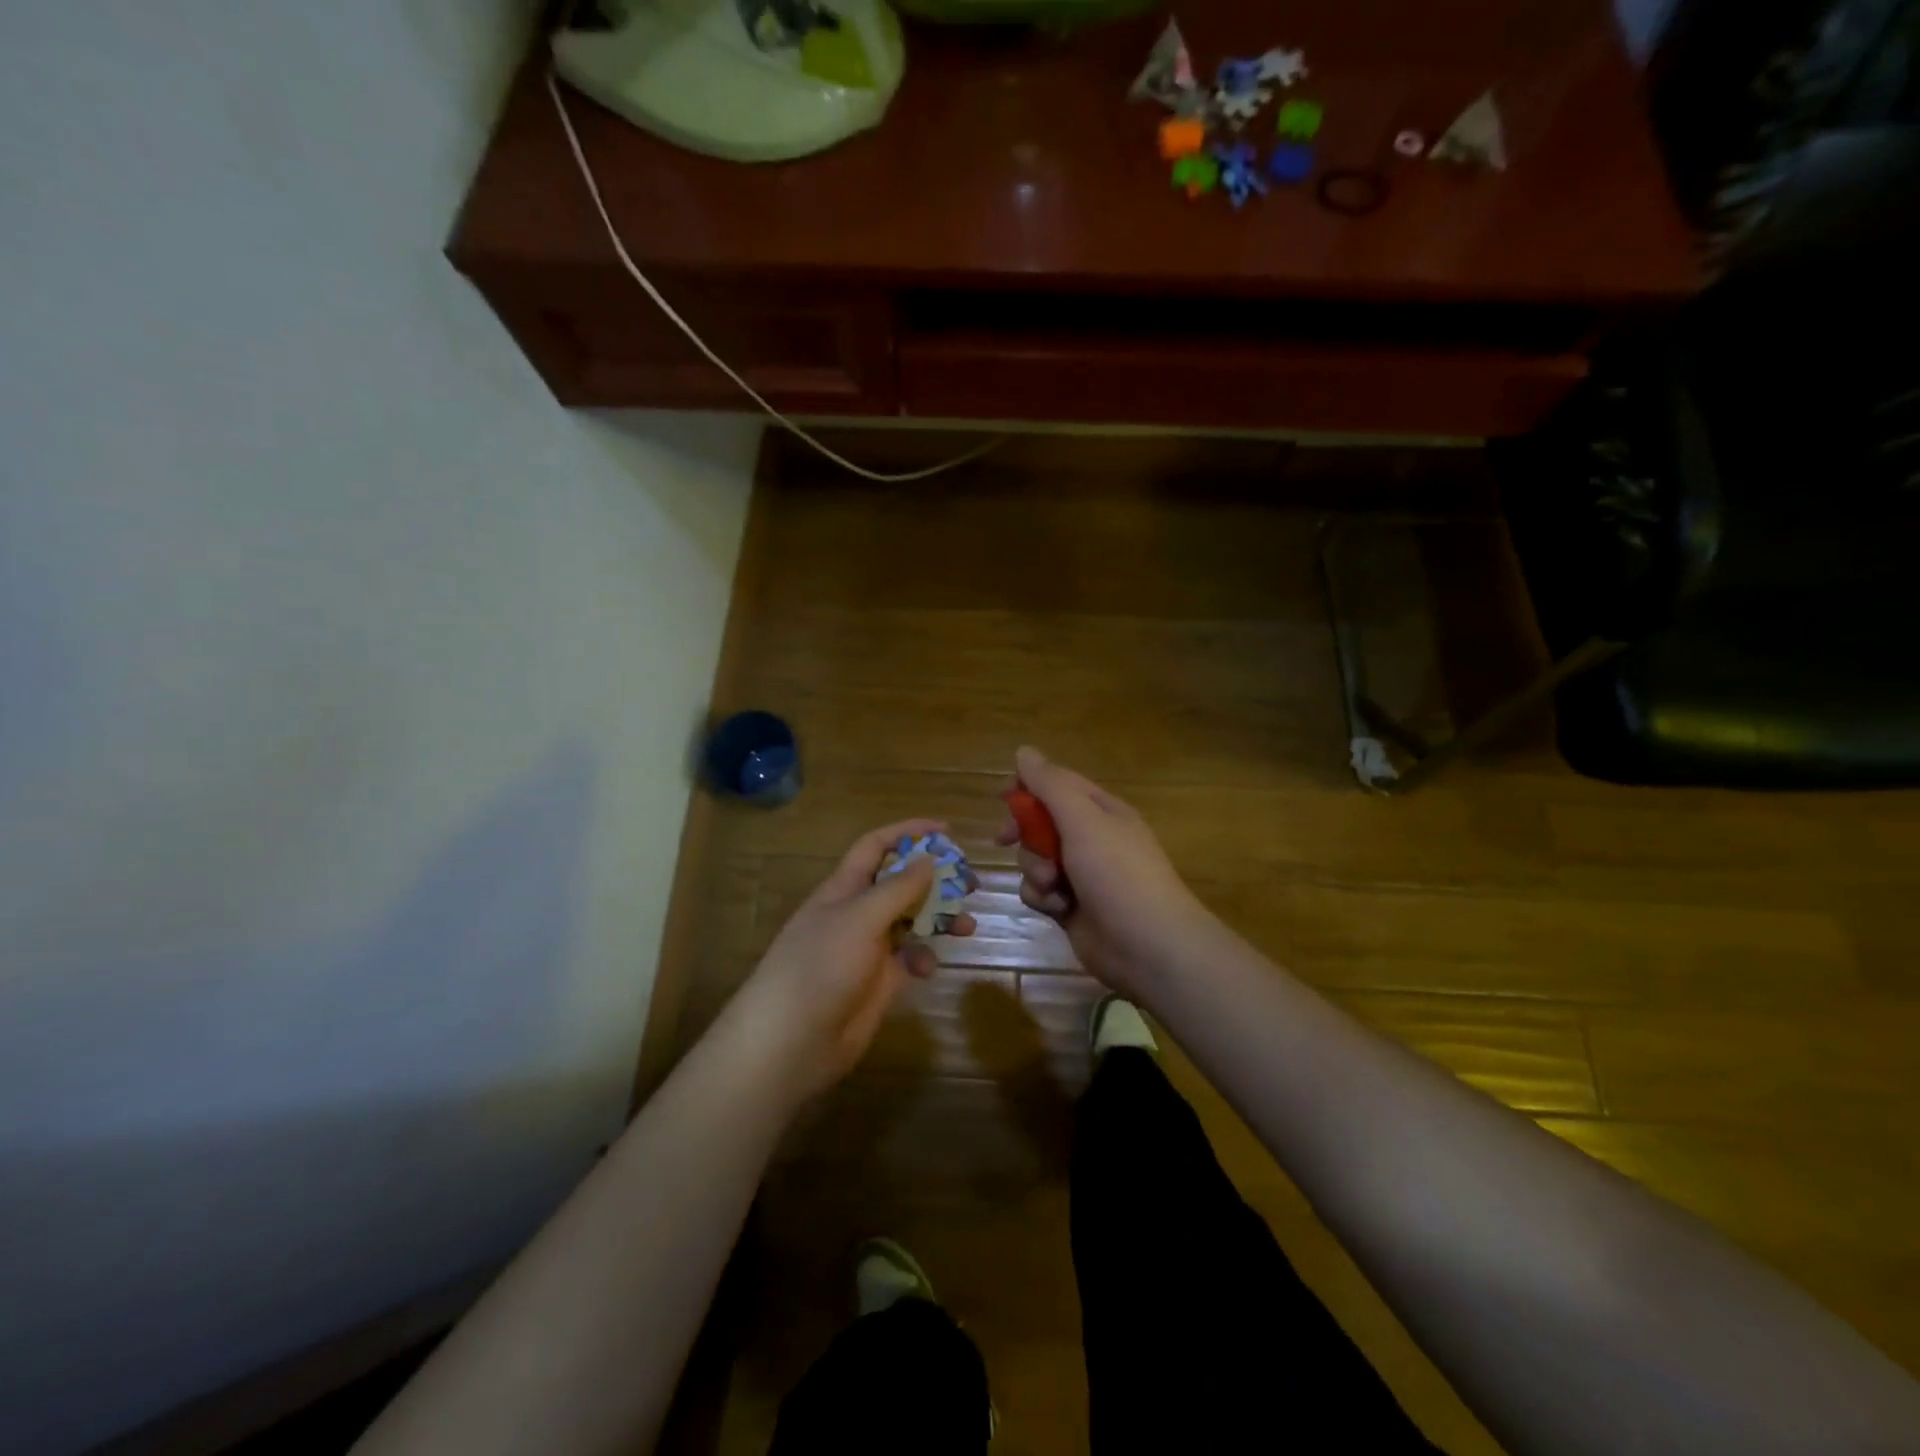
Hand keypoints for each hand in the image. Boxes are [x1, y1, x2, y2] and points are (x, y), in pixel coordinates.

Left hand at [723, 819, 976, 1101]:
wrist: (792, 1041)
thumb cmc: (821, 966)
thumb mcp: (860, 918)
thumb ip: (898, 888)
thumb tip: (929, 860)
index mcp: (844, 888)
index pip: (876, 846)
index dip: (908, 832)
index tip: (946, 830)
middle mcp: (857, 913)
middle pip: (901, 883)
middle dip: (935, 880)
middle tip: (970, 884)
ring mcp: (868, 949)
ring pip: (911, 922)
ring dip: (939, 920)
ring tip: (967, 926)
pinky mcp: (879, 983)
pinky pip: (910, 960)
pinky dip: (923, 959)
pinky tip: (927, 968)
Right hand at [997, 746, 1212, 1002]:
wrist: (1147, 945)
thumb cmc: (1117, 873)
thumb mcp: (1083, 820)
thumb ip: (1050, 785)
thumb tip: (1024, 751)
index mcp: (1101, 811)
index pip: (1057, 784)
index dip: (1027, 787)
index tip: (1002, 797)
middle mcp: (1090, 838)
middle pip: (1040, 822)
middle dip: (1025, 833)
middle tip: (1006, 839)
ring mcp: (1080, 874)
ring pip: (1034, 859)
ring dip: (1034, 869)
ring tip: (1052, 885)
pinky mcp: (1070, 906)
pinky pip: (1039, 891)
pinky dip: (1042, 897)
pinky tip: (1057, 908)